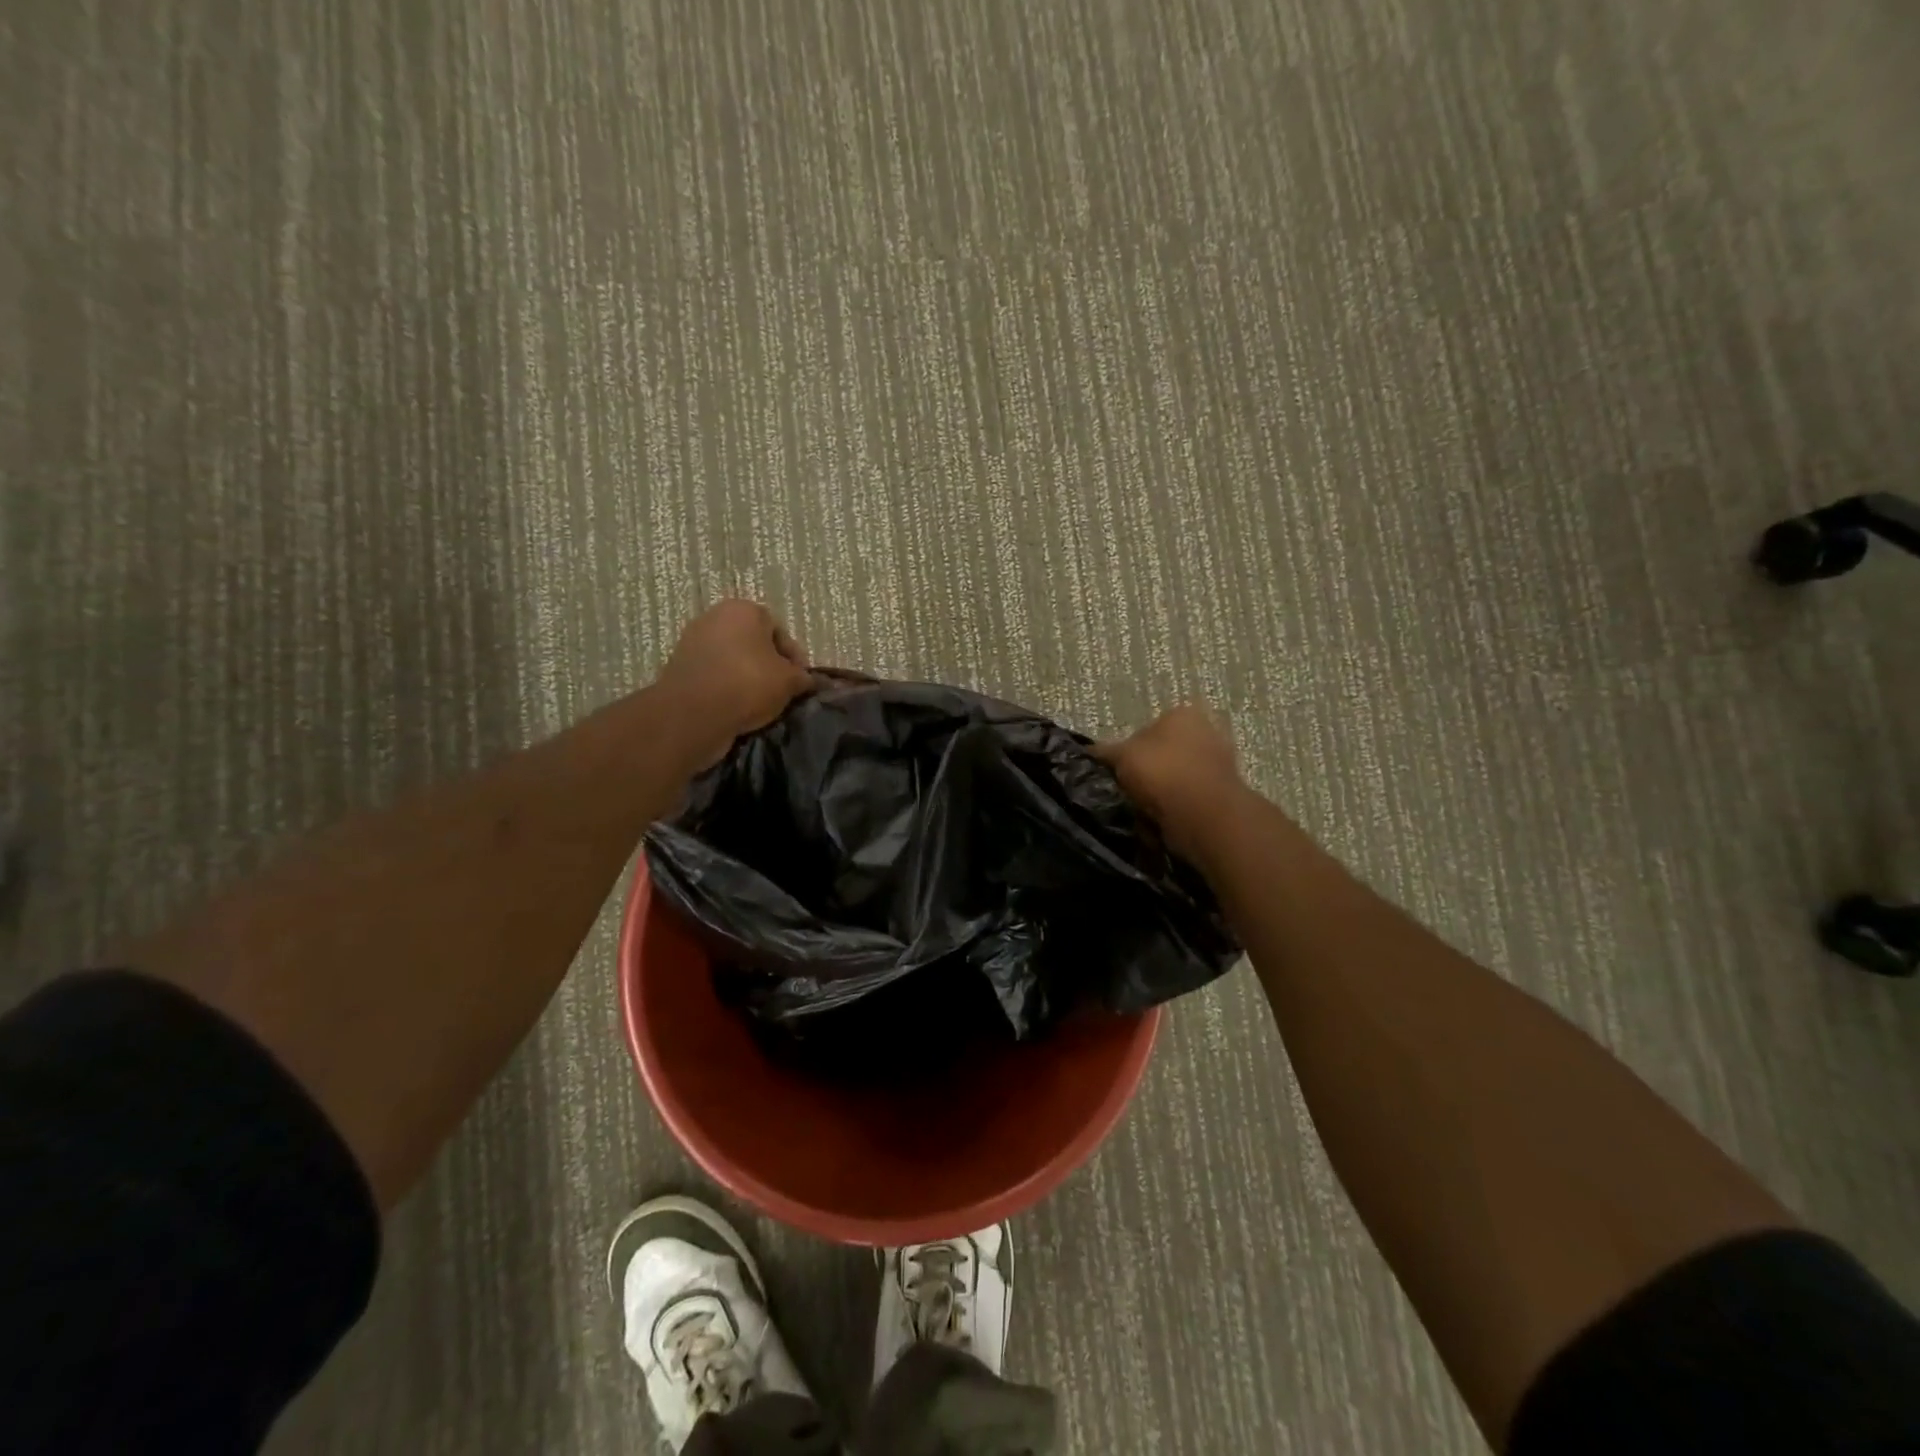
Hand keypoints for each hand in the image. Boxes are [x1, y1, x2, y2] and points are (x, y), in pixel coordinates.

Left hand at [655, 600, 812, 768]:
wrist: (693, 713)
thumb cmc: (748, 684)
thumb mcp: (789, 682)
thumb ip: (802, 677)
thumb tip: (805, 680)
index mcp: (744, 609)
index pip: (779, 631)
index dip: (794, 658)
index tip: (800, 682)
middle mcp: (715, 616)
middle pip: (753, 643)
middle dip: (768, 665)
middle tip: (781, 691)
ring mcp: (692, 640)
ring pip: (731, 659)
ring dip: (746, 677)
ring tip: (759, 703)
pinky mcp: (678, 666)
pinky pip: (713, 675)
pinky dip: (725, 687)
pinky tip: (735, 707)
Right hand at [1095, 705, 1247, 860]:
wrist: (1205, 817)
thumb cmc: (1162, 773)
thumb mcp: (1120, 756)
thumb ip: (1104, 751)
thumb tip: (1089, 752)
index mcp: (1182, 714)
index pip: (1145, 729)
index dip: (1126, 751)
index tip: (1116, 772)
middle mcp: (1206, 731)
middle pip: (1162, 754)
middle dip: (1145, 774)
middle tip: (1127, 792)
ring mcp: (1219, 764)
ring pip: (1174, 780)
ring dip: (1158, 795)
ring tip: (1142, 811)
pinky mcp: (1224, 795)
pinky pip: (1188, 801)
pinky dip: (1174, 810)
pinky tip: (1161, 822)